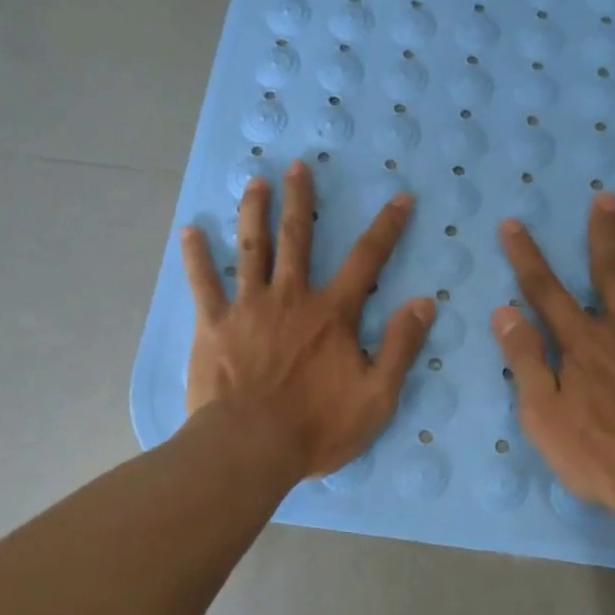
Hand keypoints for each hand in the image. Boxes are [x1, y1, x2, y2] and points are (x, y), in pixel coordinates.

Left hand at [182, 160, 434, 480]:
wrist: (250, 448)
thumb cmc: (317, 427)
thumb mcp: (377, 396)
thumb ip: (401, 346)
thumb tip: (425, 302)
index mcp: (332, 314)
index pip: (367, 260)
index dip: (387, 227)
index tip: (400, 198)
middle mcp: (291, 297)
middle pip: (298, 238)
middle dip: (301, 199)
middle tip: (298, 166)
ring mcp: (248, 307)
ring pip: (251, 248)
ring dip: (254, 212)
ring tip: (255, 181)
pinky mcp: (213, 325)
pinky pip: (203, 283)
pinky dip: (196, 256)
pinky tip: (190, 231)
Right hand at [491, 194, 614, 521]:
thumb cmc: (599, 457)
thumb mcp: (543, 415)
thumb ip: (526, 360)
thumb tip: (505, 312)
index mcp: (584, 344)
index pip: (546, 291)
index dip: (526, 257)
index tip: (512, 223)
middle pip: (612, 274)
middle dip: (605, 235)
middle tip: (607, 197)